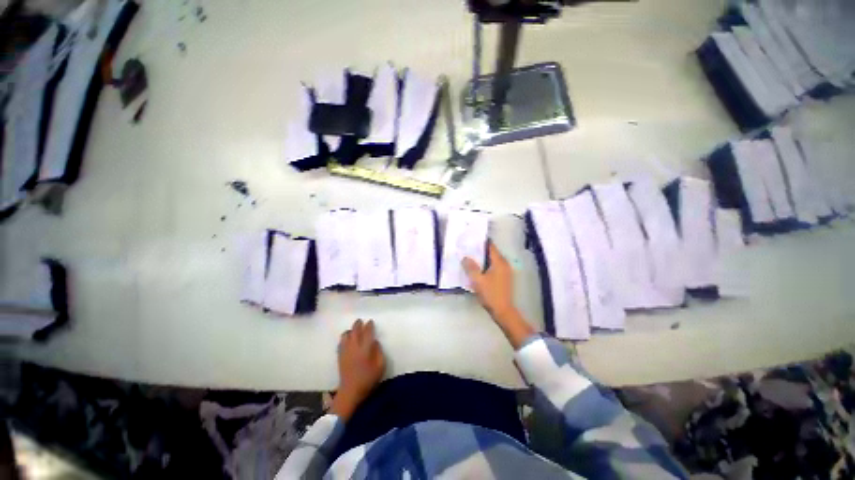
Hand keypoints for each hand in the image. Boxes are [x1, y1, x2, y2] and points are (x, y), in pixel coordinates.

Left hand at [331, 319, 385, 420]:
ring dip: (350, 331)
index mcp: (365, 348)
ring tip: (354, 331)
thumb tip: (375, 342)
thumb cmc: (368, 379)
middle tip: (361, 321)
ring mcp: (345, 351)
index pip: (367, 332)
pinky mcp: (340, 356)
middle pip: (355, 330)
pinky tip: (347, 340)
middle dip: (358, 324)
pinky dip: (344, 338)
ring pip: (346, 335)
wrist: (350, 392)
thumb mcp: (380, 366)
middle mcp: (354, 346)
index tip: (370, 321)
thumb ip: (379, 352)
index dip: (369, 325)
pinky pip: (341, 342)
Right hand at [463, 243, 534, 348]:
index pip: (490, 246)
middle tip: (467, 248)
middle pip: (491, 252)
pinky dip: (486, 265)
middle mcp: (504, 264)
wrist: (503, 311)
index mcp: (499, 262)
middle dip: (480, 250)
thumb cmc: (491, 294)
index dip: (481, 242)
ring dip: (482, 258)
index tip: (471, 239)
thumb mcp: (478, 280)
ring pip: (492, 260)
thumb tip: (465, 257)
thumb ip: (471, 267)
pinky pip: (494, 267)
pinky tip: (477, 269)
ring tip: (470, 258)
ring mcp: (505, 271)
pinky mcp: (504, 278)